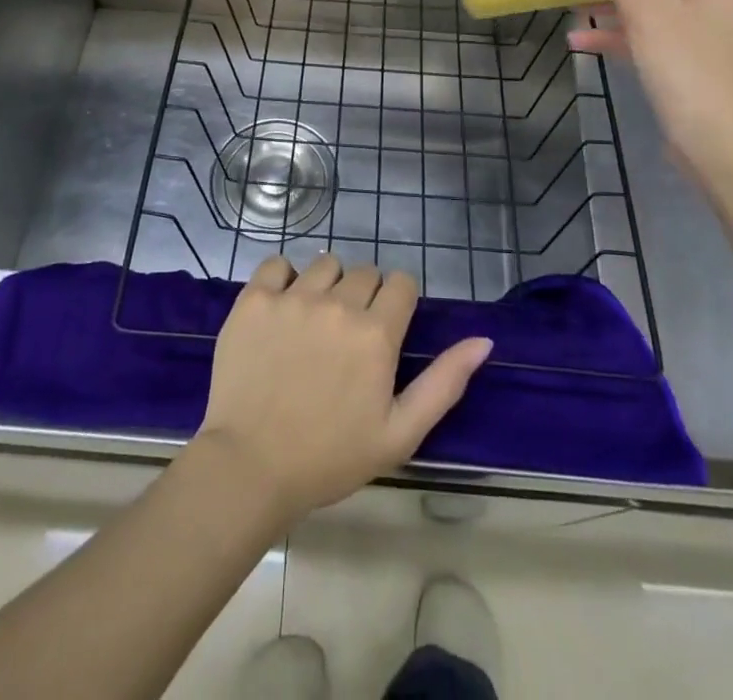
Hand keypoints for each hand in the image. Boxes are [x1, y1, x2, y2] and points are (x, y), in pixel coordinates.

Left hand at [195, 254, 491, 525]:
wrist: (250, 468)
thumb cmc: (330, 457)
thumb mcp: (400, 433)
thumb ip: (444, 383)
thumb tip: (483, 340)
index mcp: (376, 334)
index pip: (402, 283)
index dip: (398, 303)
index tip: (385, 329)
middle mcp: (338, 304)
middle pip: (365, 272)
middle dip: (364, 297)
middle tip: (347, 337)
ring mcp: (292, 298)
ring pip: (324, 264)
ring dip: (327, 285)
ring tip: (314, 323)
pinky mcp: (254, 299)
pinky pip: (277, 264)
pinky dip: (282, 279)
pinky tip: (281, 309)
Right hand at [568, 0, 732, 179]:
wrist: (718, 141)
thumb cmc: (686, 65)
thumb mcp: (647, 12)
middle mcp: (718, 4)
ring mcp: (704, 38)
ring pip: (657, 9)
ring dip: (617, 7)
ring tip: (578, 11)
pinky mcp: (689, 67)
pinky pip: (651, 40)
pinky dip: (620, 37)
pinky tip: (580, 43)